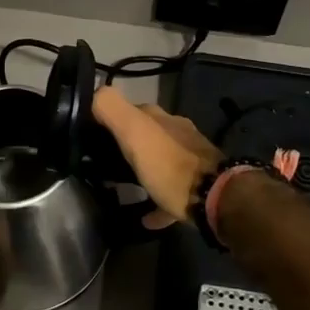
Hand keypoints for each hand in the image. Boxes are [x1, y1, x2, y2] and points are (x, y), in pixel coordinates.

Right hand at [91, 86, 222, 226]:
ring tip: (122, 186)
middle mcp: (178, 134)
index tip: (94, 134)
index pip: (133, 110)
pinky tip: (145, 217)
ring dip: (144, 170)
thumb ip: (112, 108)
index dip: (113, 119)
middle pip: (148, 136)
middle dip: (129, 145)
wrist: (214, 198)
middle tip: (105, 163)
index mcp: (162, 119)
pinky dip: (157, 202)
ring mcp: (191, 161)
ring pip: (161, 162)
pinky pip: (170, 194)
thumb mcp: (134, 132)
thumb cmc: (169, 165)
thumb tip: (94, 93)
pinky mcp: (197, 188)